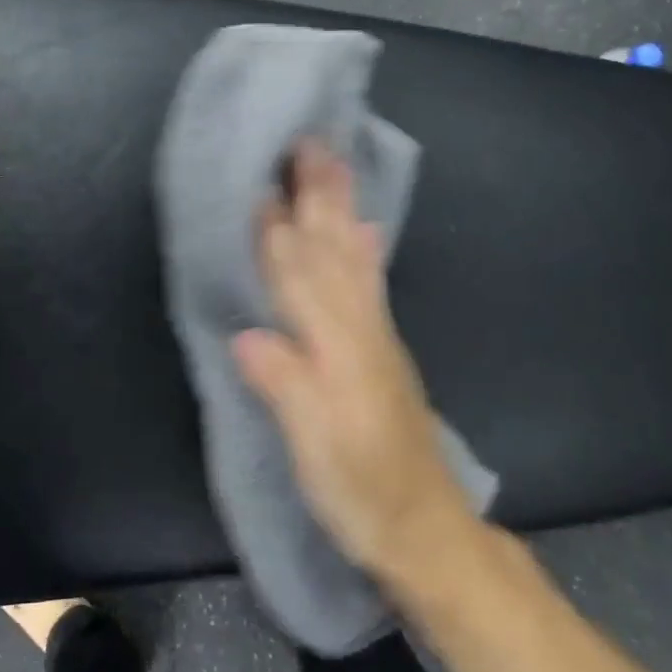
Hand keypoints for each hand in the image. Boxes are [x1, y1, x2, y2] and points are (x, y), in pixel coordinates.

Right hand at [233, 142, 473, 578]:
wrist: (425, 529)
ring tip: (334, 164)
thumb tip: (246, 334)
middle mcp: (359, 330)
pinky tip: (365, 228)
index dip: (278, 231)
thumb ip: (285, 388)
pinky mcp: (382, 349)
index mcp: (336, 350)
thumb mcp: (316, 452)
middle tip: (309, 142)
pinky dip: (366, 249)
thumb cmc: (360, 492)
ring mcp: (375, 336)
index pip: (298, 278)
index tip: (263, 180)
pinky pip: (371, 283)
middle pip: (331, 251)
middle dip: (318, 195)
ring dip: (340, 207)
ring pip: (352, 257)